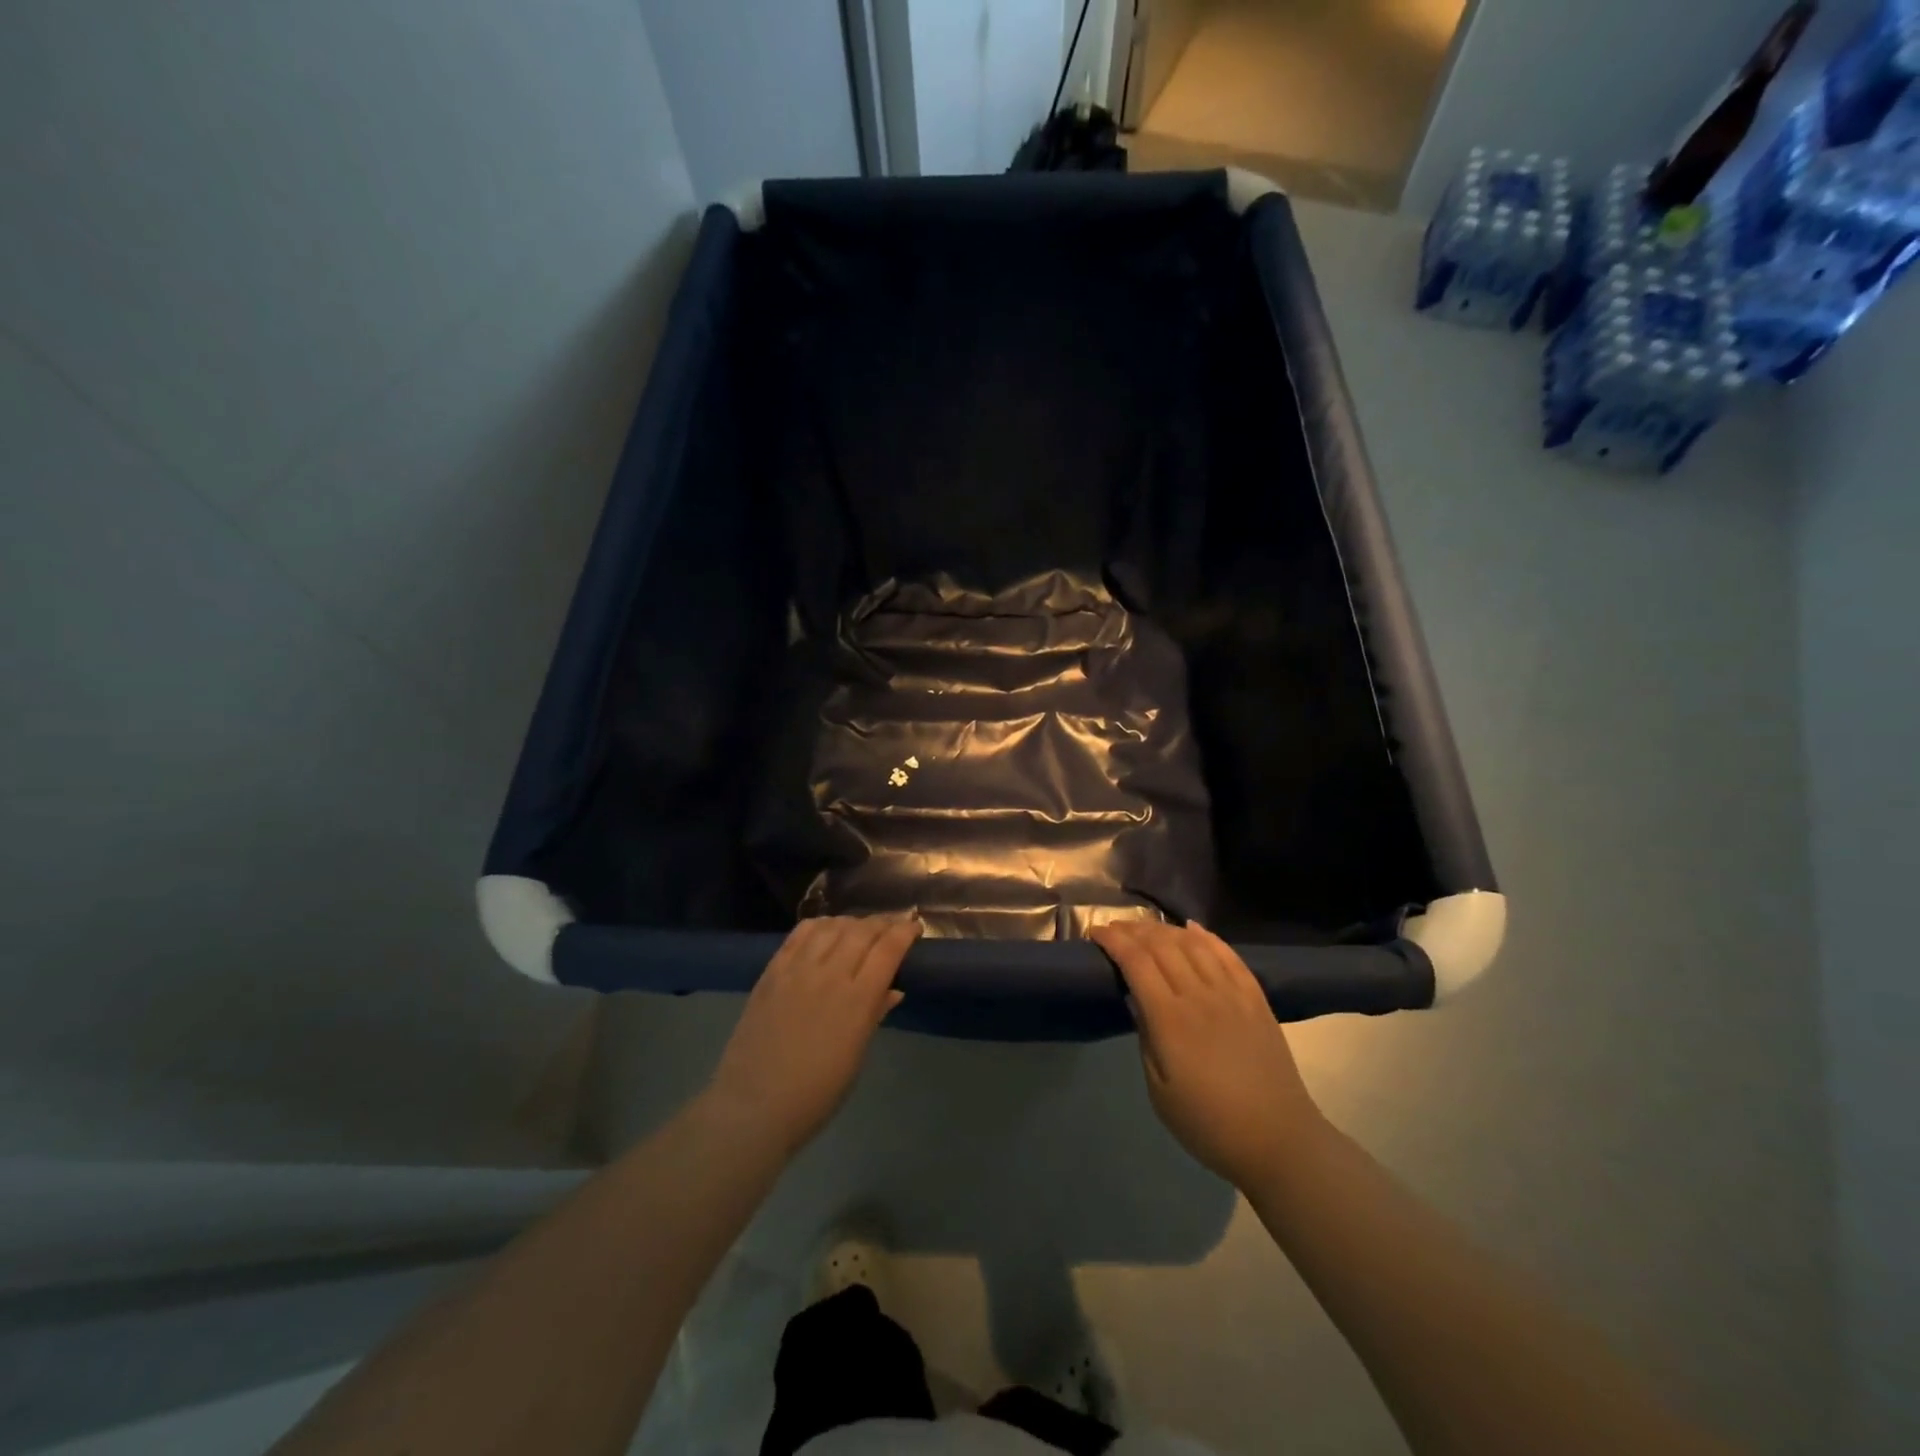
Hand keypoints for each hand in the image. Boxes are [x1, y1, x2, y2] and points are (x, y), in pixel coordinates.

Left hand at [705, 916, 919, 1156]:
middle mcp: (830, 974)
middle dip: (883, 922)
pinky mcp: (772, 970)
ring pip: (832, 926)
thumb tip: (893, 989)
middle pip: (862, 930)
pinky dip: (820, 925)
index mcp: (857, 1000)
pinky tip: (826, 930)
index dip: (904, 932)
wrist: (754, 1106)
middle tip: (893, 926)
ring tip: (860, 928)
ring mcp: (797, 969)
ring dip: (852, 922)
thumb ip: (874, 1014)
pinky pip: (800, 934)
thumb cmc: (816, 1092)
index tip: (914, 928)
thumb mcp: (856, 1055)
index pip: (888, 948)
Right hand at [1091, 920, 1322, 1188]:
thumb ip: (1145, 1038)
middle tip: (1115, 928)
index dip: (1114, 941)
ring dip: (1165, 929)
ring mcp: (1232, 993)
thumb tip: (1134, 1000)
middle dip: (1134, 929)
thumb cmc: (1208, 1124)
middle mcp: (1200, 995)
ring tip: (1147, 928)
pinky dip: (1207, 936)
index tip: (1096, 933)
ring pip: (1193, 943)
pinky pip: (1229, 955)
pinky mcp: (1255, 999)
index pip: (1136, 962)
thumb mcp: (1159, 1091)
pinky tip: (1193, 929)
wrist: (1278, 1140)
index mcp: (1170, 1019)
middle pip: (1162, 945)